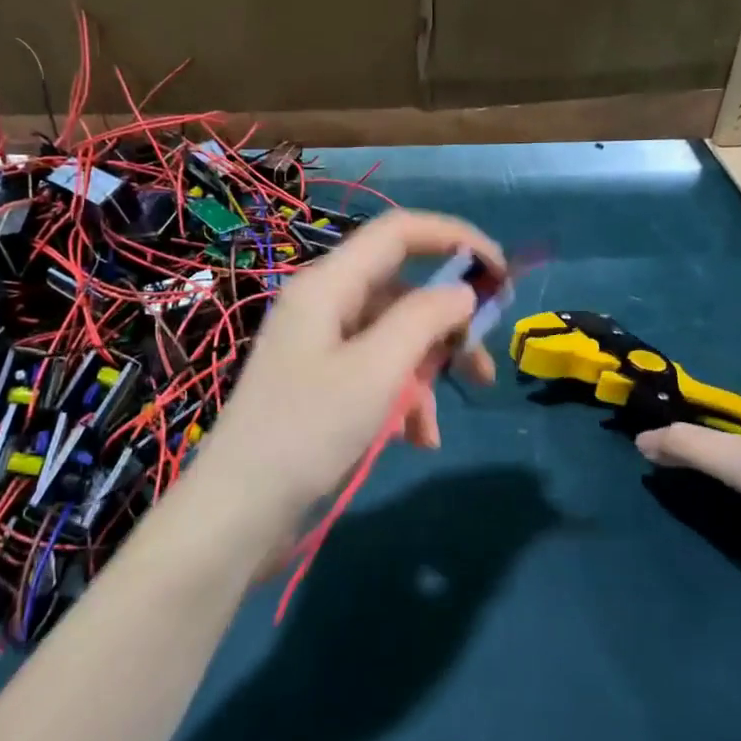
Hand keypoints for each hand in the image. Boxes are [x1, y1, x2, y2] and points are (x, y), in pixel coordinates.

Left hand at [195, 209, 501, 546]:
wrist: (239, 508)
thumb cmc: (309, 430)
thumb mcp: (377, 370)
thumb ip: (425, 319)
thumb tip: (463, 293)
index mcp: (329, 284)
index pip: (399, 231)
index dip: (455, 238)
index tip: (501, 273)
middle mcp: (325, 304)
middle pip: (403, 291)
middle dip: (448, 328)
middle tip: (483, 366)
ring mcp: (321, 344)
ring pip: (395, 338)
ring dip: (425, 377)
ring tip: (434, 428)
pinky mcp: (322, 381)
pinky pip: (376, 372)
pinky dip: (402, 399)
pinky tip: (415, 439)